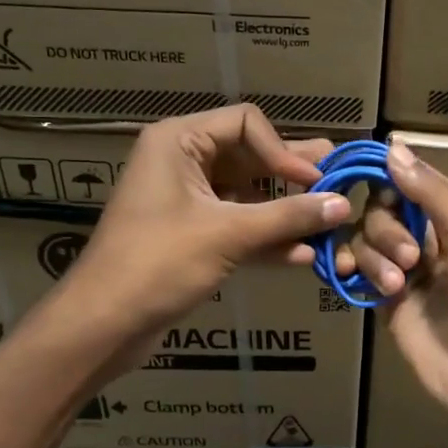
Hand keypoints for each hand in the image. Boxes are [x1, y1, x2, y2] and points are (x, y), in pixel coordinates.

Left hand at [49, 107, 347, 357]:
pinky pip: (239, 225)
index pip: (247, 123)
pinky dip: (267, 237)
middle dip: (294, 175)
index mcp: (179, 141)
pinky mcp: (193, 235)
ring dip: (286, 210)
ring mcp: (188, 200)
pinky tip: (303, 255)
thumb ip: (289, 216)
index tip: (316, 181)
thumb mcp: (229, 234)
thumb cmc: (159, 263)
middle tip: (340, 181)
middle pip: (251, 156)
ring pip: (249, 194)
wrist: (104, 324)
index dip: (285, 150)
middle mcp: (183, 162)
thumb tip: (343, 204)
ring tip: (330, 221)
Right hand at [339, 141, 447, 425]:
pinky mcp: (388, 300)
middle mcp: (430, 236)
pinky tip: (351, 278)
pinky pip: (360, 271)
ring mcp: (408, 269)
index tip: (355, 175)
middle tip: (411, 260)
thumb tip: (393, 146)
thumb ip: (432, 193)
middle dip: (388, 230)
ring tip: (398, 286)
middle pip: (383, 209)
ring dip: (376, 257)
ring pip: (368, 240)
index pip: (412, 179)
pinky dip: (352, 269)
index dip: (386, 175)